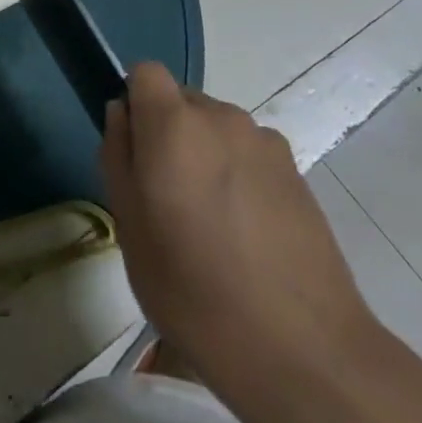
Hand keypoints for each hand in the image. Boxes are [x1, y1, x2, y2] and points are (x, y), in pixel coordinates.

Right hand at [101, 62, 375, 383]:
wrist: (303, 350)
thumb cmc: (195, 292)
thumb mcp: (130, 228)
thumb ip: (118, 157)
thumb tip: (122, 115)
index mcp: (174, 124)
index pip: (145, 72)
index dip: (136, 104)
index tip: (136, 153)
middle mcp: (221, 116)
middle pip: (182, 102)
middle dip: (169, 134)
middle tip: (169, 200)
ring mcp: (265, 142)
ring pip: (217, 130)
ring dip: (207, 156)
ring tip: (213, 225)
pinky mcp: (297, 171)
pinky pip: (250, 155)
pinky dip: (241, 177)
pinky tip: (249, 236)